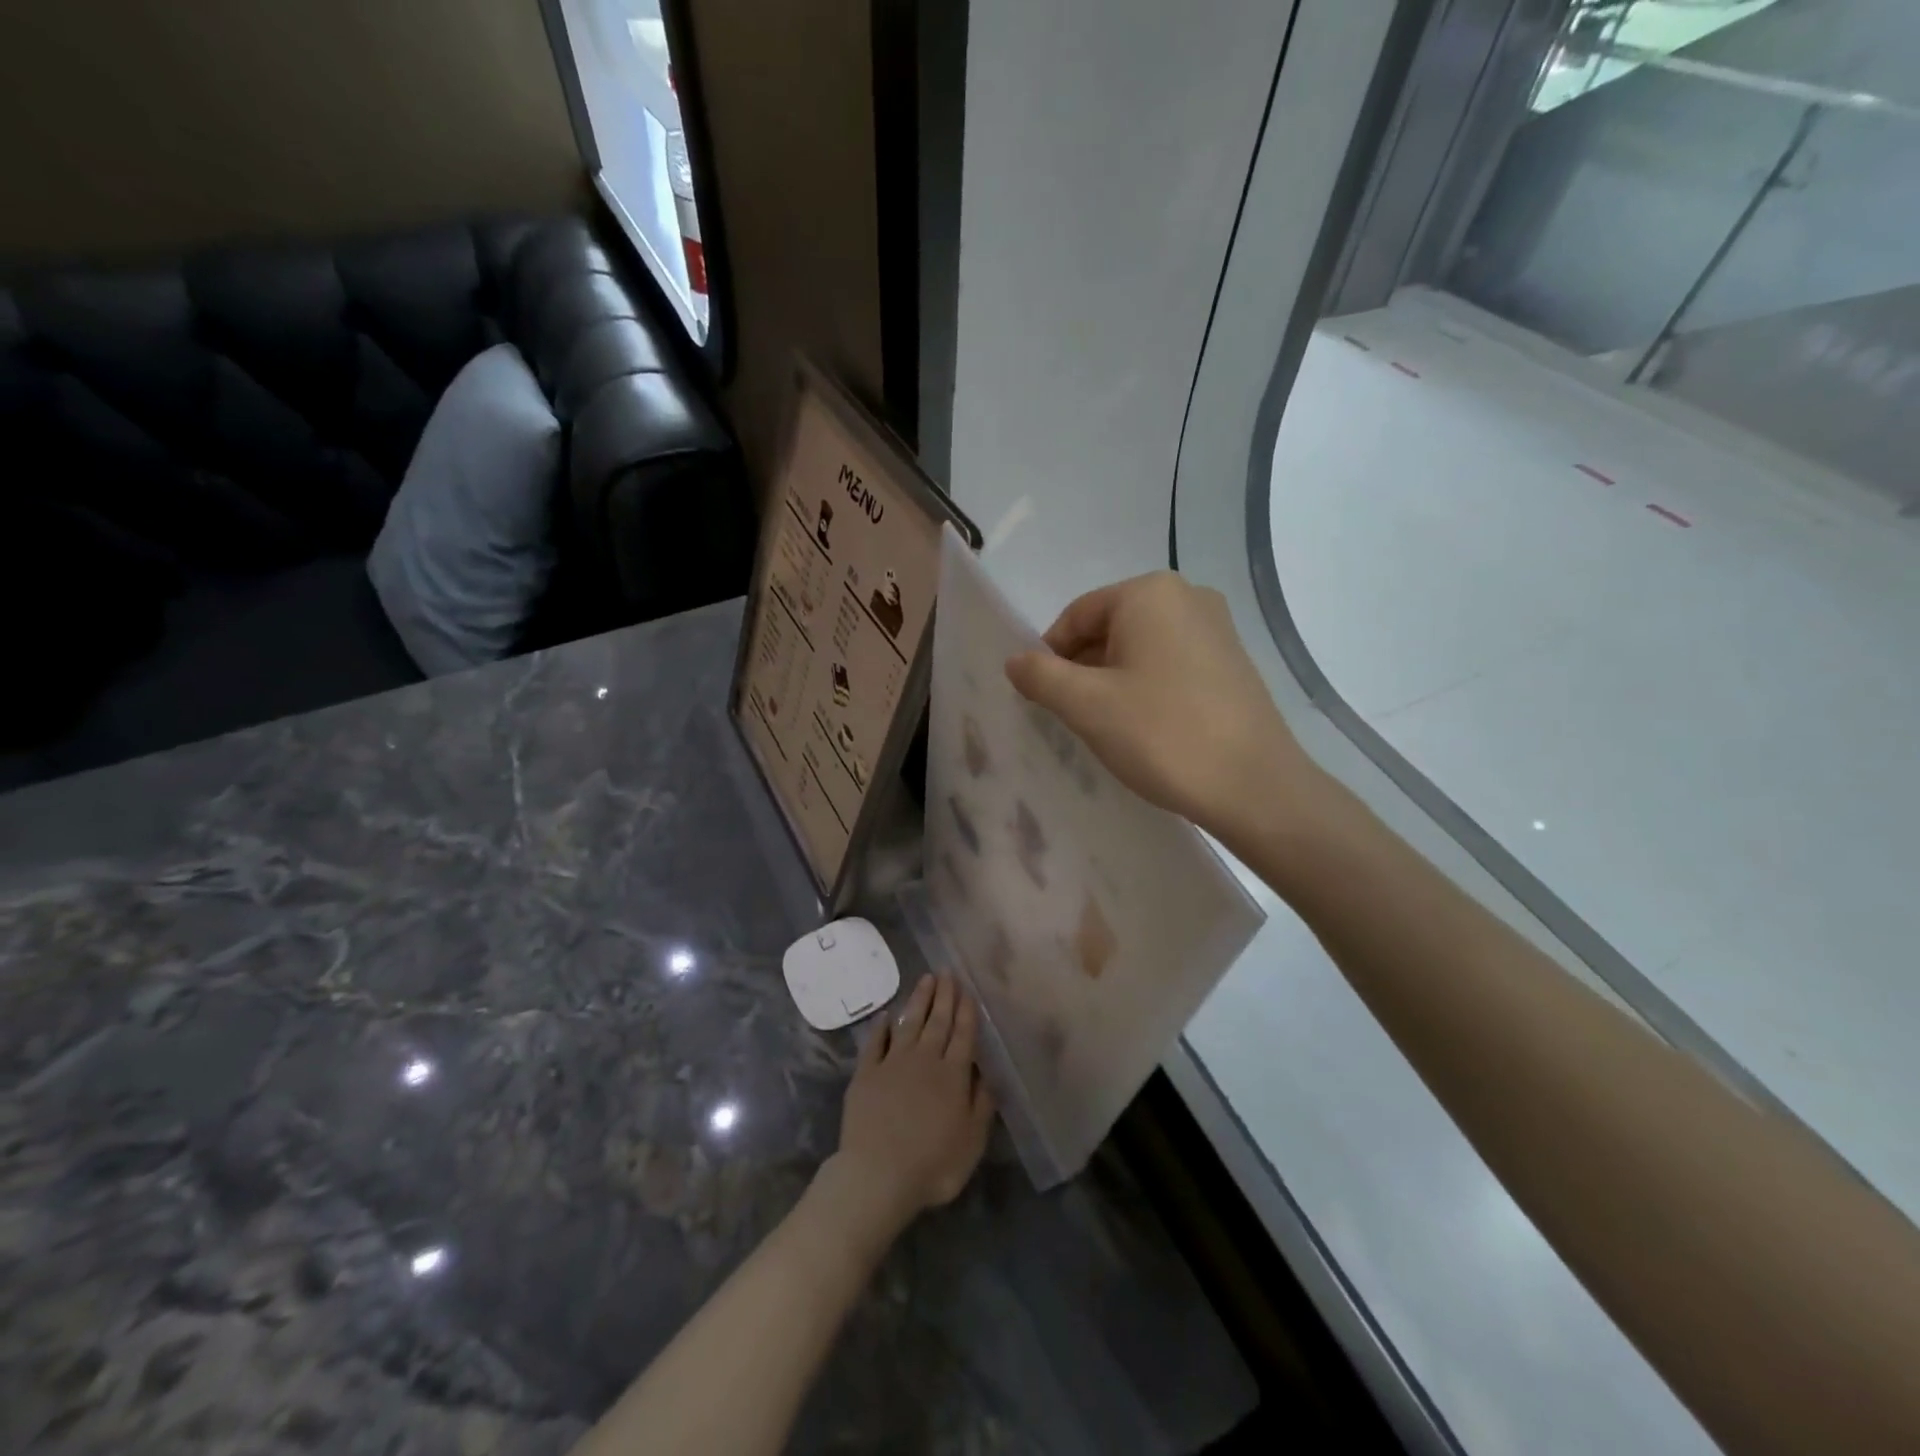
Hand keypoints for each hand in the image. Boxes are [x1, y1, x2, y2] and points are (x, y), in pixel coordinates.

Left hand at [829, 974, 994, 1229]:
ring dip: (918, 1000)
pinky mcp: (866, 1073)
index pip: (963, 1034)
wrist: (878, 1174)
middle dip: (944, 995)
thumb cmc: (933, 1164)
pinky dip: (881, 1027)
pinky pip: (875, 1043)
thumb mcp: (972, 1141)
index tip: (967, 989)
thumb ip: (982, 1103)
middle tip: (946, 972)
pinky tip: (886, 1015)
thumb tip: (988, 1072)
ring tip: (925, 979)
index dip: (966, 1011)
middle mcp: (925, 1060)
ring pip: (909, 1024)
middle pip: (937, 1021)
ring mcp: (893, 1063)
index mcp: (953, 1075)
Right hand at [1005, 572, 1321, 837]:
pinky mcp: (1232, 662)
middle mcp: (1187, 596)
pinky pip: (1171, 664)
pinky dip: (1147, 688)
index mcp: (1149, 593)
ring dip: (1112, 682)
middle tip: (1071, 717)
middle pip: (1109, 629)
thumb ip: (1041, 676)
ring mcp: (1217, 629)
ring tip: (1108, 728)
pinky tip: (1146, 728)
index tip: (1041, 699)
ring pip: (1140, 649)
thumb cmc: (1162, 734)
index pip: (1076, 616)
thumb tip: (1015, 661)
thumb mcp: (1087, 706)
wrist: (1254, 786)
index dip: (1049, 656)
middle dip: (1082, 669)